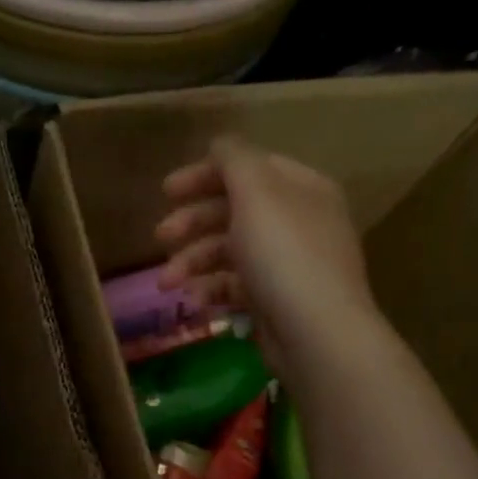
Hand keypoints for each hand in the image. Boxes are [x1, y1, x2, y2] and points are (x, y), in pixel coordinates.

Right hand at [155, 135, 375, 380]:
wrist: (316, 334)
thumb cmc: (283, 255)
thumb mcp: (256, 193)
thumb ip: (234, 160)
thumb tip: (219, 144)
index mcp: (300, 188)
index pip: (248, 168)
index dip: (205, 174)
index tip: (167, 191)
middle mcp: (297, 221)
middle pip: (234, 210)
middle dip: (192, 222)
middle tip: (160, 237)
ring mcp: (288, 263)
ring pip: (230, 251)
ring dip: (192, 262)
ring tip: (166, 283)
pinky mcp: (276, 301)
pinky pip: (236, 285)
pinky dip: (211, 288)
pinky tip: (194, 299)